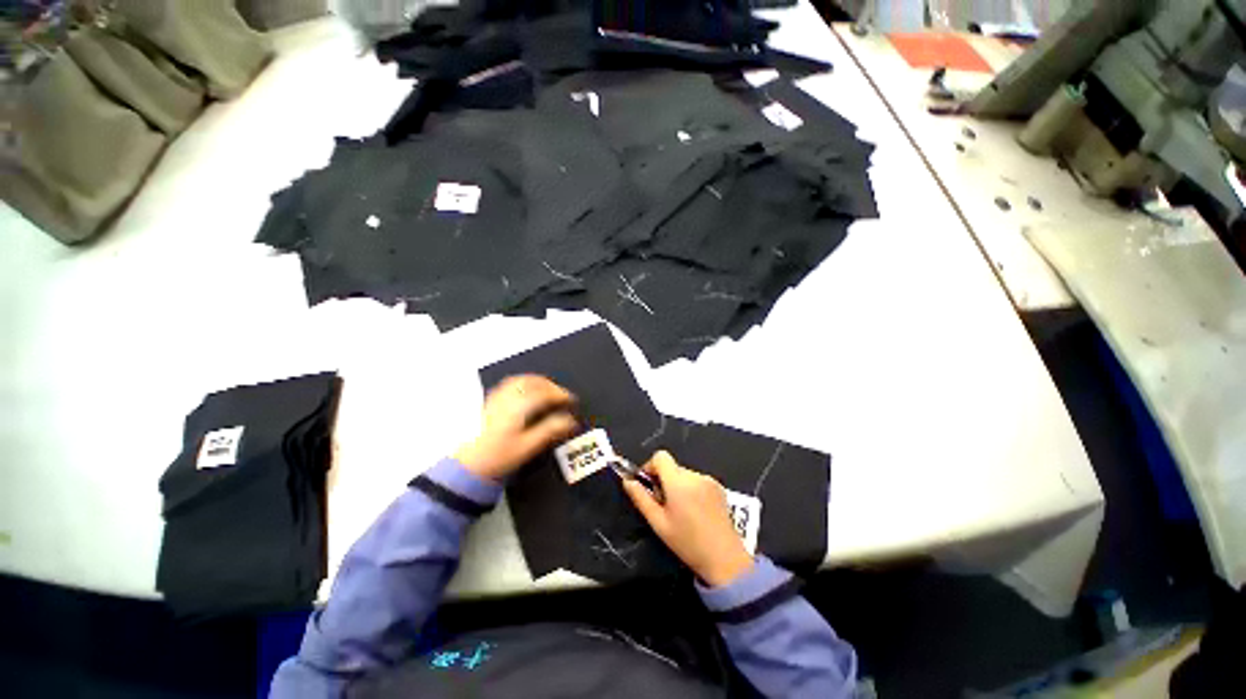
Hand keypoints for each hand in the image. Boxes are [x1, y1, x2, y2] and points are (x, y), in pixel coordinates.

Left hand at [455, 375, 577, 481]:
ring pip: (520, 380)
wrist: (469, 466)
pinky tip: (528, 389)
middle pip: (532, 382)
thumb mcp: (528, 447)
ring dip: (538, 381)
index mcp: (517, 409)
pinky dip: (524, 382)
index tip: (571, 400)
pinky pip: (510, 383)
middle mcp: (506, 399)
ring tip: (549, 388)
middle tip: (562, 394)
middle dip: (551, 385)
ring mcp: (497, 399)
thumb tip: (570, 421)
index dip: (560, 394)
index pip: (543, 394)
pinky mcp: (491, 402)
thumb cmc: (498, 457)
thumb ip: (550, 431)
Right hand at [622, 451, 753, 586]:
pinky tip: (695, 511)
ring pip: (684, 474)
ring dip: (678, 486)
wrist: (724, 559)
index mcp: (678, 482)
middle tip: (664, 506)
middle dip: (664, 481)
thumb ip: (641, 499)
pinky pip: (697, 480)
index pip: (660, 456)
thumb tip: (627, 481)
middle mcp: (694, 475)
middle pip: (672, 467)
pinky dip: (691, 489)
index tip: (649, 487)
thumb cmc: (687, 543)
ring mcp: (709, 480)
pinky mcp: (719, 487)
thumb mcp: (658, 523)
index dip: (650, 467)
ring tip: (681, 511)